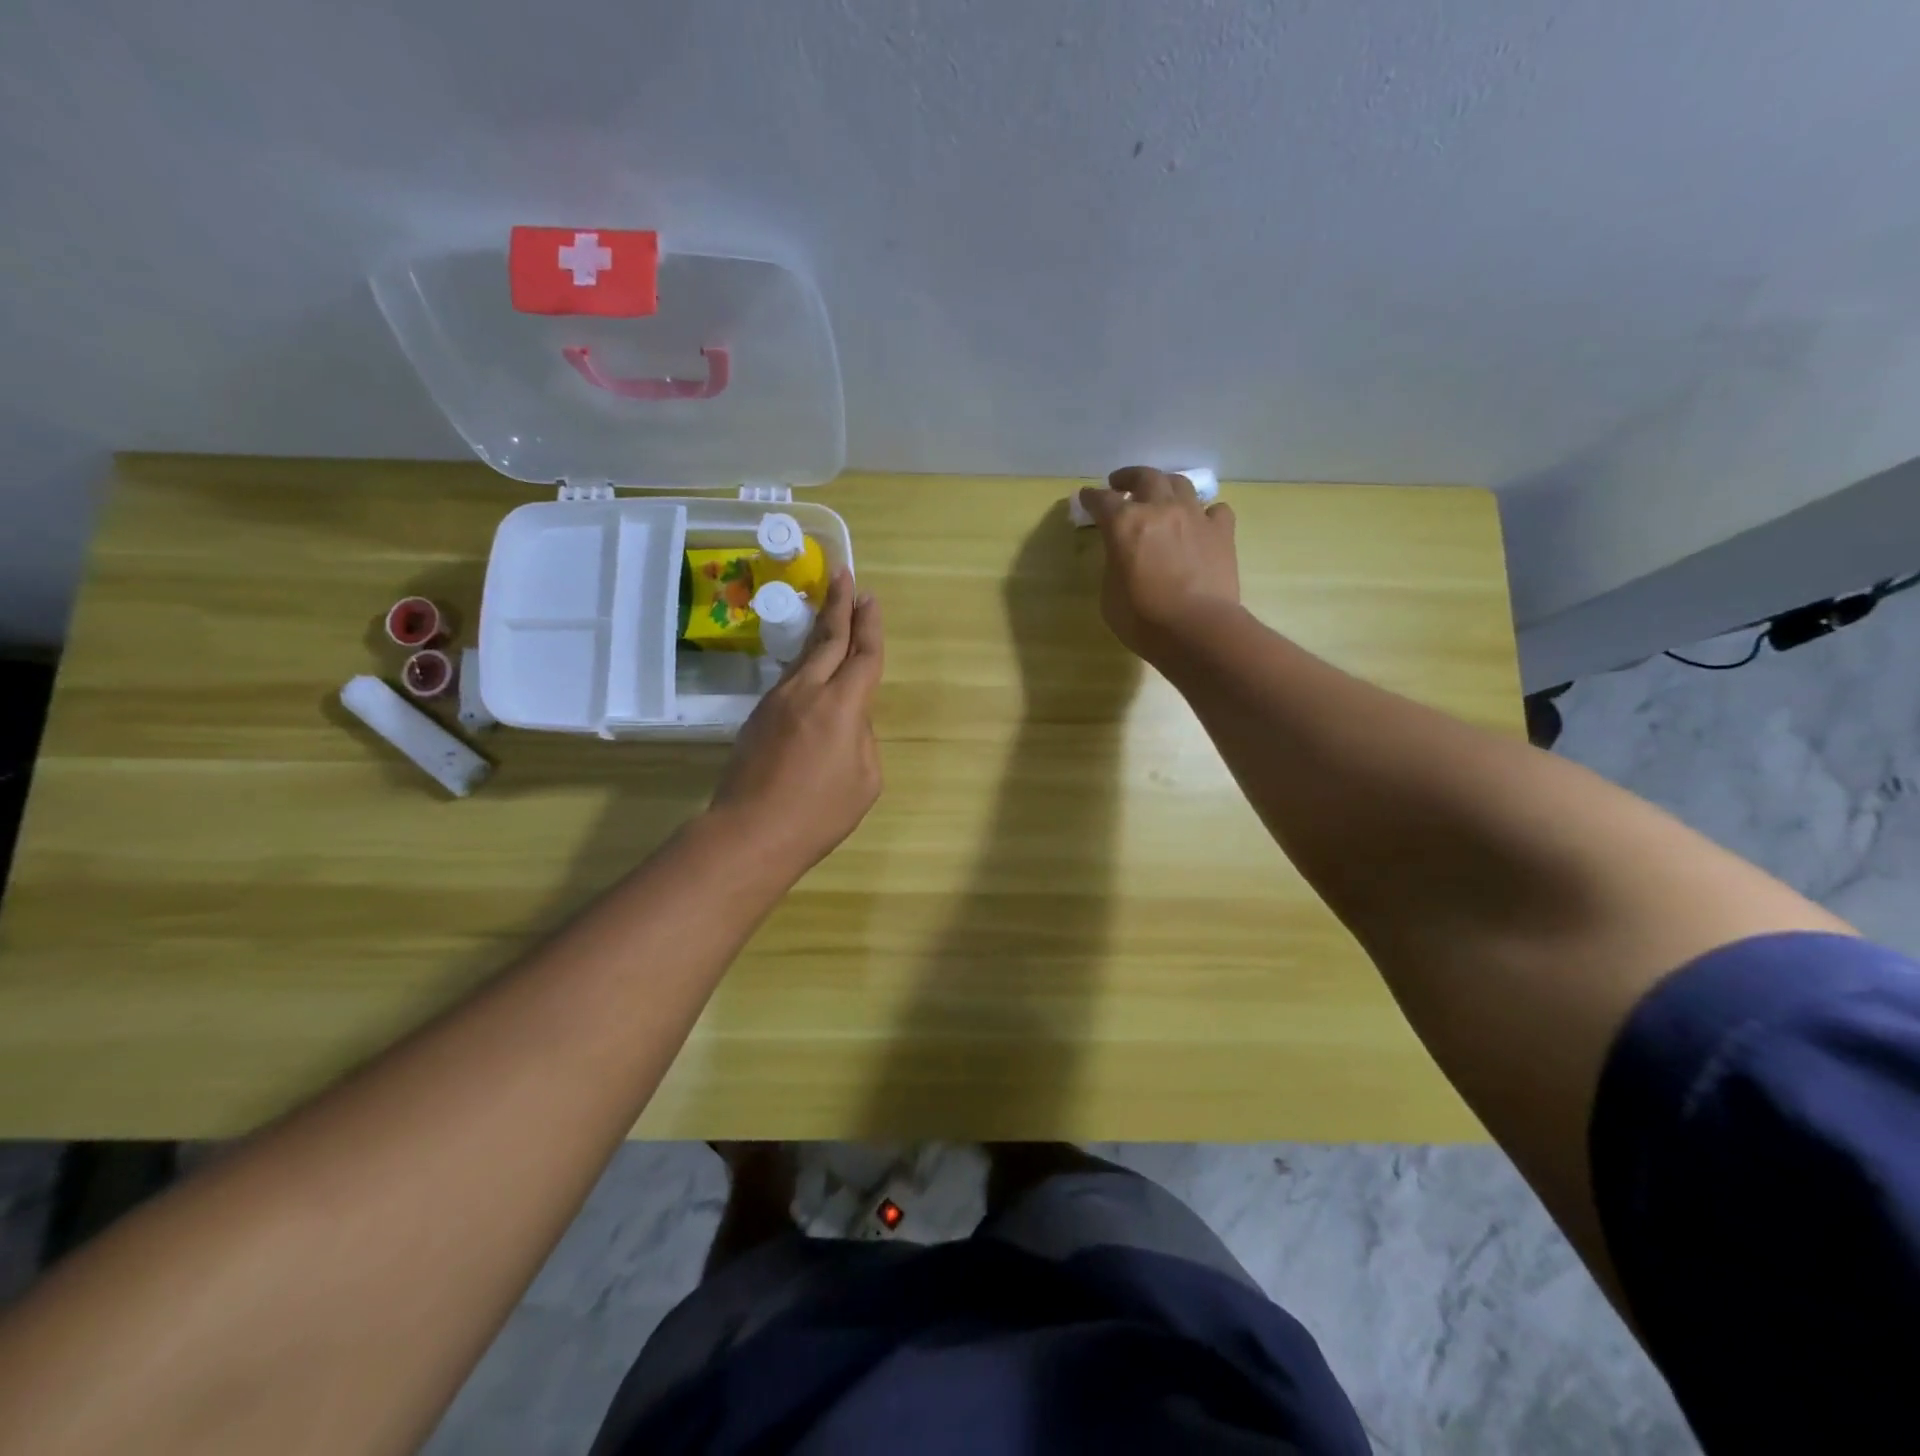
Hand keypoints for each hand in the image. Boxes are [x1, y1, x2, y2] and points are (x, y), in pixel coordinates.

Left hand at [711, 569, 883, 876]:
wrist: (750, 831)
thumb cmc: (819, 813)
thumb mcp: (865, 780)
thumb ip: (863, 739)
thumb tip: (849, 720)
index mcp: (842, 705)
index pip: (863, 655)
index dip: (870, 625)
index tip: (870, 598)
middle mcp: (808, 690)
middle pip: (827, 638)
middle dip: (840, 605)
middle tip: (845, 575)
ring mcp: (777, 700)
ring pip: (804, 656)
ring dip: (819, 630)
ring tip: (830, 611)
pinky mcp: (758, 716)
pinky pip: (789, 679)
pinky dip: (805, 663)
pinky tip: (810, 666)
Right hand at [1076, 466, 1238, 659]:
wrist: (1198, 630)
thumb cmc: (1143, 620)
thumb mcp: (1109, 595)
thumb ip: (1114, 565)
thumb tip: (1123, 556)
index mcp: (1125, 524)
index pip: (1102, 500)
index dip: (1091, 497)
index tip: (1086, 497)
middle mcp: (1160, 509)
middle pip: (1145, 477)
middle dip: (1129, 477)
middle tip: (1121, 484)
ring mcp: (1195, 517)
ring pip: (1181, 483)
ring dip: (1166, 485)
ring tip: (1161, 495)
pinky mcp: (1222, 531)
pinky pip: (1215, 509)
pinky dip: (1205, 512)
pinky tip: (1200, 523)